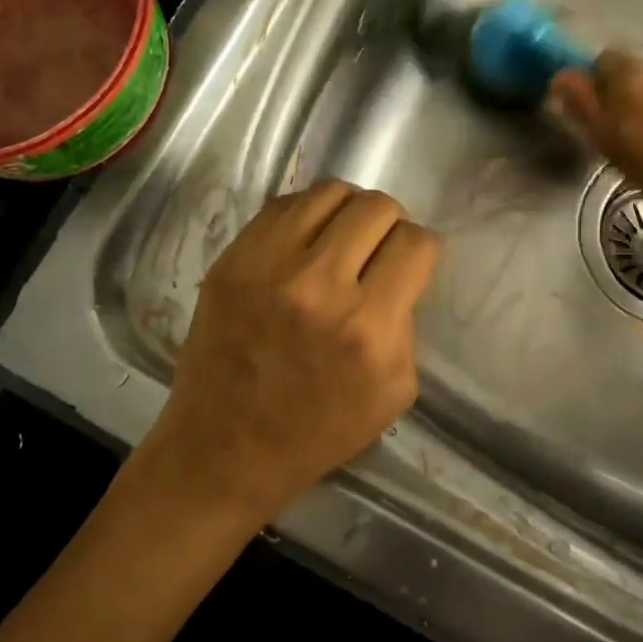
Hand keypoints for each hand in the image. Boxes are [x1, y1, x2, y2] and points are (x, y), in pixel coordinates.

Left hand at [143, 180, 439, 525]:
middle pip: (376, 206)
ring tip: (340, 239)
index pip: (415, 243)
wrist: (224, 448)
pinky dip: (305, 216)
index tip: (406, 266)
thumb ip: (405, 324)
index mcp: (368, 328)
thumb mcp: (393, 393)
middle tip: (375, 250)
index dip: (418, 251)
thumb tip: (397, 272)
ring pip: (329, 193)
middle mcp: (318, 286)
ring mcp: (267, 266)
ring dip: (346, 212)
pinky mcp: (231, 260)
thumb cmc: (317, 432)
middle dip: (388, 224)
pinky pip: (282, 205)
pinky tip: (304, 242)